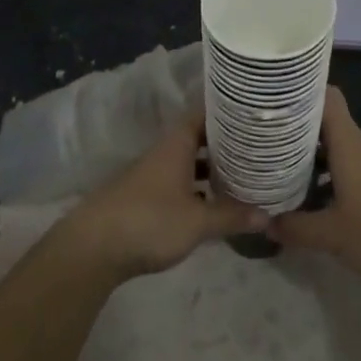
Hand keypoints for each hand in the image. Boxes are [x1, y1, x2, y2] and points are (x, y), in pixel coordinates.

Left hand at [62, 110, 267, 280]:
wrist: (92, 248)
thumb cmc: (149, 222)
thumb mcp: (197, 222)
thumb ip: (231, 216)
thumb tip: (268, 214)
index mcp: (175, 146)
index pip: (203, 115)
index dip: (226, 112)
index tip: (252, 113)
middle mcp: (163, 154)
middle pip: (197, 139)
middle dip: (224, 143)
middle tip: (256, 146)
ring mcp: (150, 176)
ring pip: (187, 163)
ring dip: (210, 168)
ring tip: (242, 174)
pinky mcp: (143, 199)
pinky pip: (177, 183)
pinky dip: (196, 188)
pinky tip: (212, 204)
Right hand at [269, 87, 360, 286]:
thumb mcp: (330, 235)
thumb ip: (294, 227)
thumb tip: (264, 223)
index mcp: (350, 143)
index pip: (327, 97)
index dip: (302, 92)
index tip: (275, 99)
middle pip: (329, 124)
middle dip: (299, 132)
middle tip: (268, 143)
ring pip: (342, 148)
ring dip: (316, 158)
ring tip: (286, 173)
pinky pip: (355, 165)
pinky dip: (334, 174)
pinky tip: (320, 198)